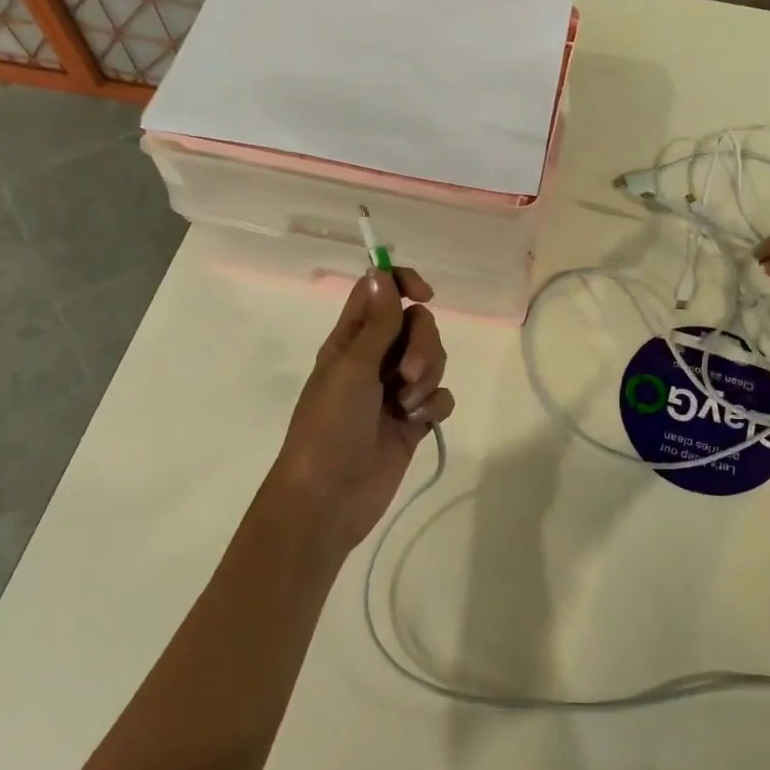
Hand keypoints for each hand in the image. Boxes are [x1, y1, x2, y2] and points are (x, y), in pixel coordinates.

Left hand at [263, 267, 454, 558]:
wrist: (329, 497)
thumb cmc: (329, 426)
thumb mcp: (352, 367)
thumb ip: (377, 322)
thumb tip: (380, 272)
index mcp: (352, 339)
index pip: (381, 291)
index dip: (404, 284)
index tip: (424, 295)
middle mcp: (375, 358)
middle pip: (417, 324)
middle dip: (423, 345)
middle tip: (406, 375)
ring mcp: (396, 390)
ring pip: (433, 359)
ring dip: (428, 377)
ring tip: (408, 406)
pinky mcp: (414, 420)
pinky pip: (440, 397)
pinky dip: (434, 406)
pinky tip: (418, 423)